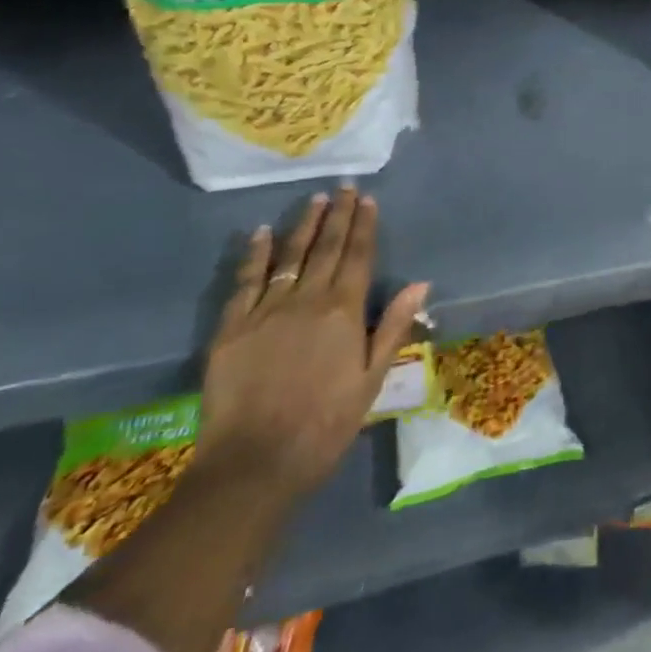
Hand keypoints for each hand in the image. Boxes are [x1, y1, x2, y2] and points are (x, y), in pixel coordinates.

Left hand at [199, 187, 428, 497]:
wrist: (254, 463)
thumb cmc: (325, 424)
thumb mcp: (372, 379)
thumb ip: (393, 326)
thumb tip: (420, 283)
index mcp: (344, 311)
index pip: (358, 257)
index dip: (364, 226)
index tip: (368, 200)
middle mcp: (307, 301)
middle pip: (326, 248)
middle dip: (338, 216)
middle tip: (344, 188)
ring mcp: (266, 311)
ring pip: (289, 257)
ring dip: (304, 226)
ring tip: (315, 200)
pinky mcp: (231, 328)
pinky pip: (245, 282)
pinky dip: (255, 255)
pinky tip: (262, 233)